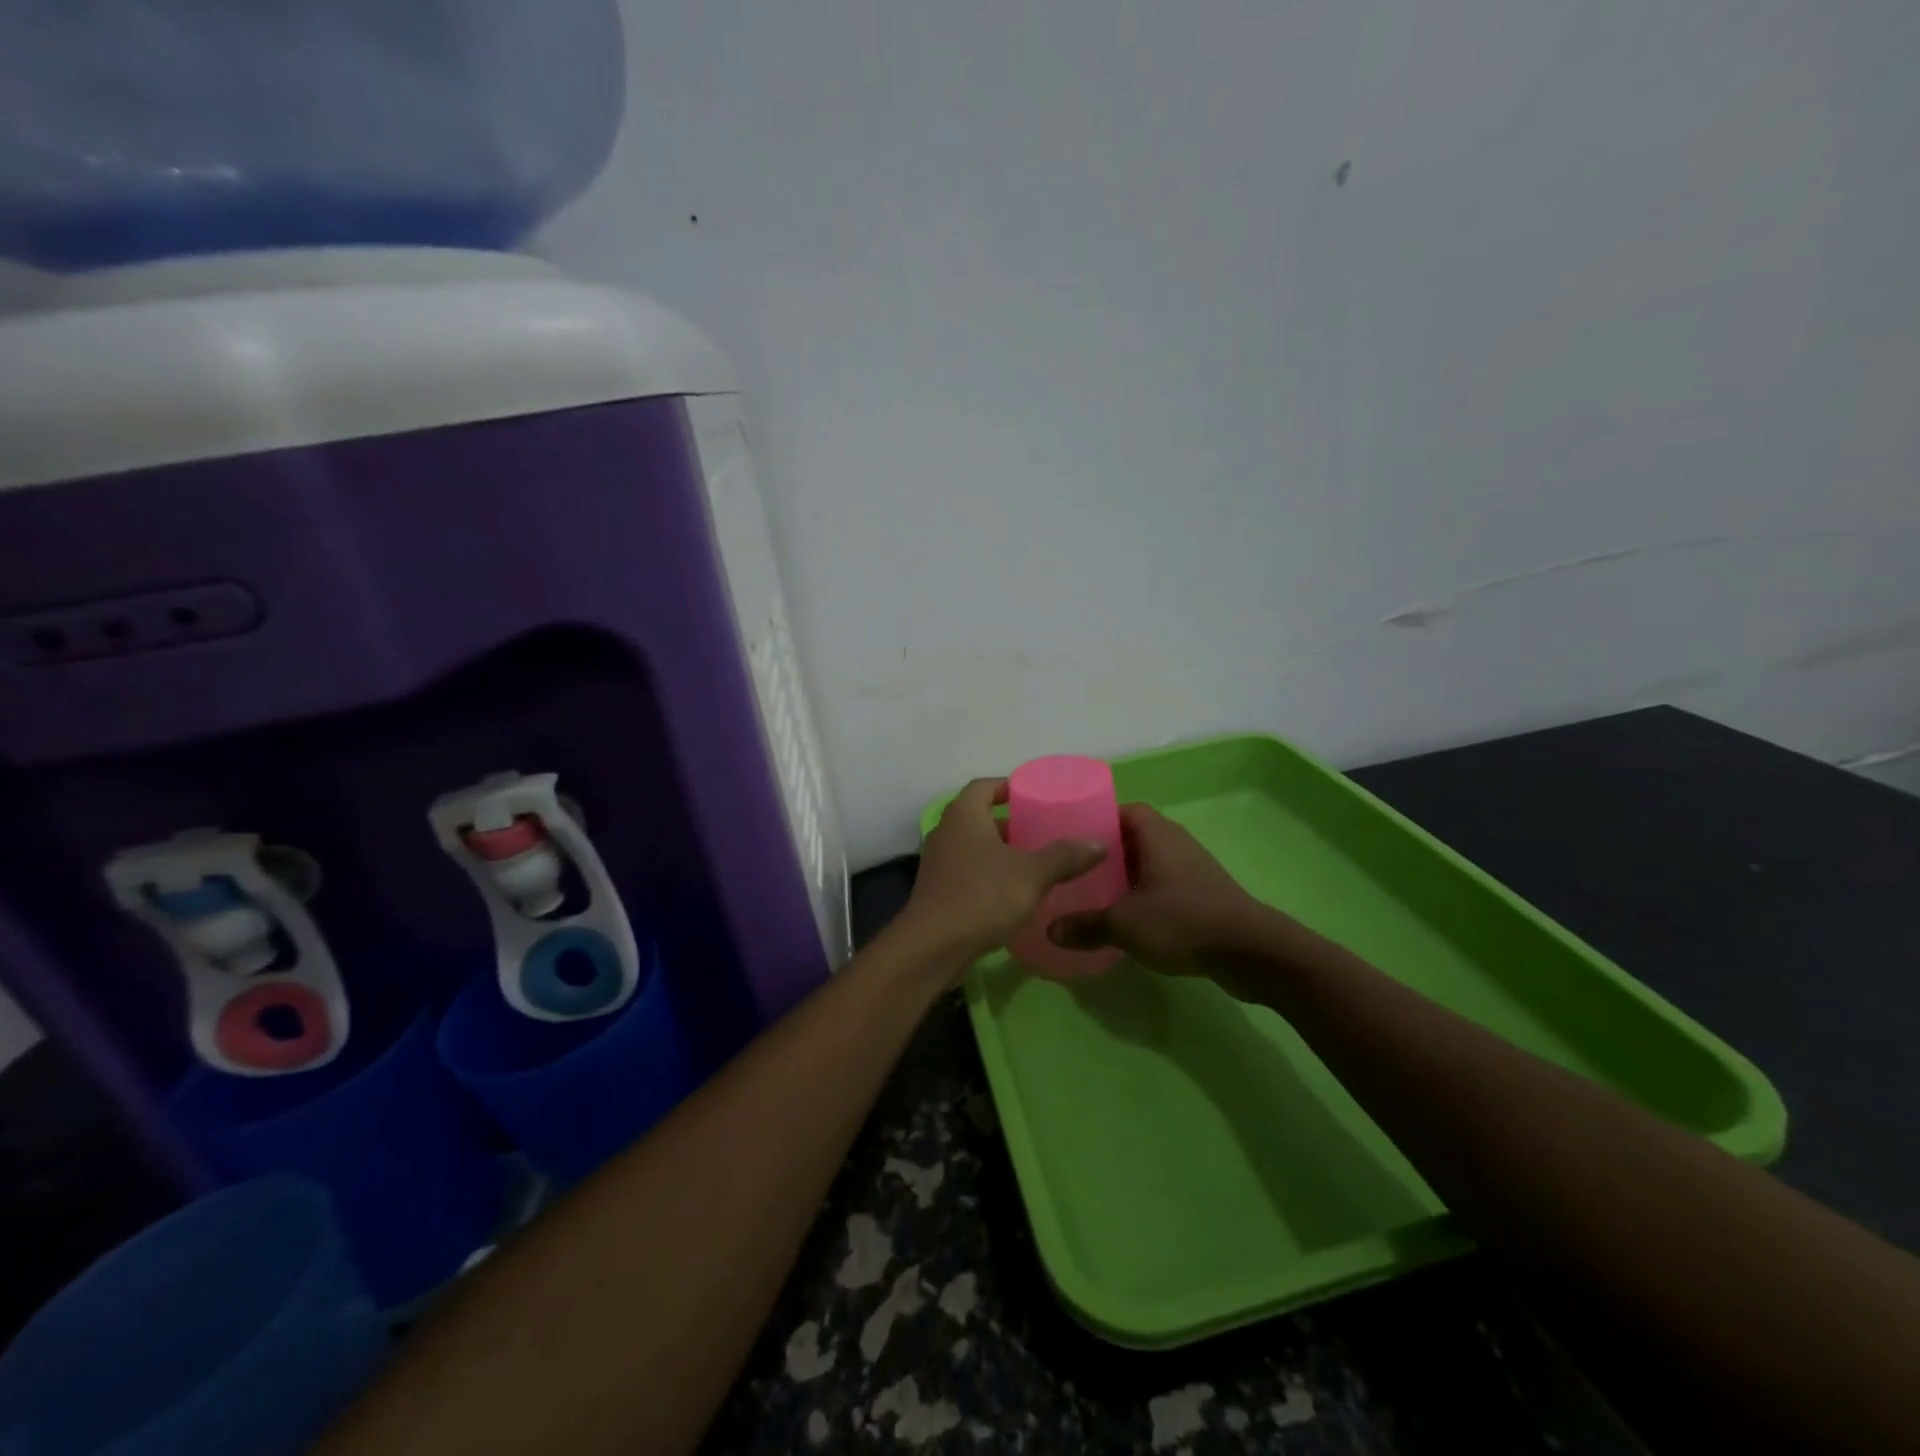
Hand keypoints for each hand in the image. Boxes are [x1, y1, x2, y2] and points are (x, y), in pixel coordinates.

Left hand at [897, 778, 1107, 968]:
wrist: (933, 947)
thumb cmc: (982, 896)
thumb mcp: (1032, 874)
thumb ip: (1065, 856)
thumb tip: (1099, 843)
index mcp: (964, 814)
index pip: (985, 786)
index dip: (1009, 787)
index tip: (1035, 796)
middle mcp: (946, 832)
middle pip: (980, 817)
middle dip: (1011, 824)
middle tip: (1043, 832)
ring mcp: (938, 863)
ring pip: (974, 847)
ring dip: (1001, 852)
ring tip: (1035, 863)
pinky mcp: (938, 891)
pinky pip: (968, 873)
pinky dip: (990, 876)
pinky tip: (1014, 894)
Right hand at [1049, 804, 1268, 978]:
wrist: (1249, 951)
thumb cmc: (1182, 921)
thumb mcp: (1124, 924)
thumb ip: (1085, 925)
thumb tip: (1050, 931)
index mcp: (1156, 834)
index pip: (1122, 810)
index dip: (1097, 819)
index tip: (1070, 837)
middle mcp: (1176, 843)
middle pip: (1134, 837)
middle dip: (1106, 853)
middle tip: (1075, 870)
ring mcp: (1193, 868)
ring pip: (1150, 863)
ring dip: (1126, 876)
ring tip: (1095, 894)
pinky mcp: (1204, 894)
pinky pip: (1165, 885)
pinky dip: (1145, 896)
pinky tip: (1128, 918)